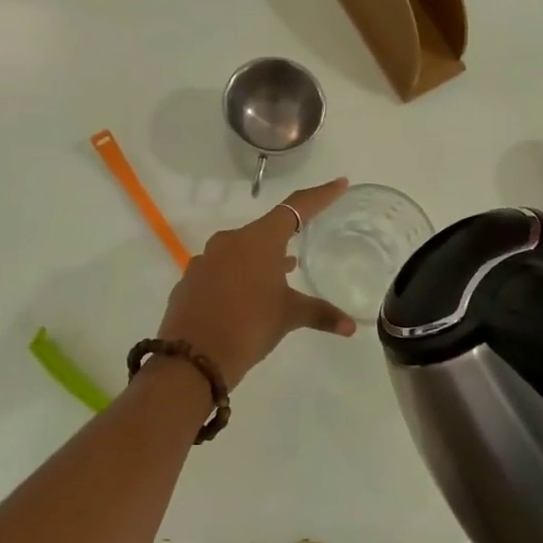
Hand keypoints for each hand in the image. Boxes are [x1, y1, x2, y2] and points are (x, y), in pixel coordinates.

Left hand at [156, 179, 355, 386]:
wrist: (192, 358)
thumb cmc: (248, 326)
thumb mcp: (288, 317)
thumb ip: (320, 314)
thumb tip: (351, 327)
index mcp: (258, 240)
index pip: (296, 208)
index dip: (320, 196)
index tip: (339, 184)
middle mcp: (230, 241)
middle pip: (265, 230)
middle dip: (286, 237)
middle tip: (304, 242)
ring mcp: (205, 260)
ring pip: (241, 250)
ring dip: (261, 259)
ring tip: (280, 274)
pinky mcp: (191, 281)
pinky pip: (221, 270)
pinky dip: (238, 277)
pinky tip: (245, 297)